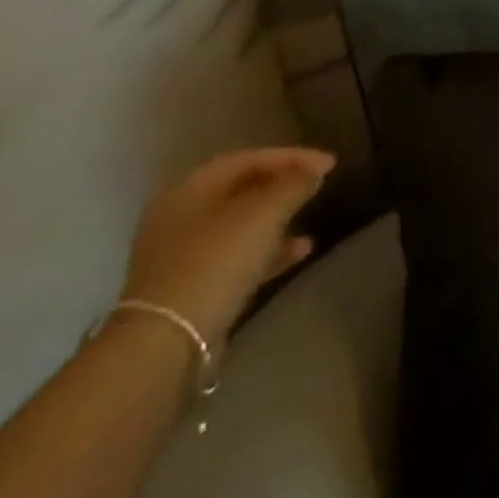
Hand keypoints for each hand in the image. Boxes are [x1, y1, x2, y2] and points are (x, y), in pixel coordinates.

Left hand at [120, 147, 334, 349]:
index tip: (330, 163)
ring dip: (278, 218)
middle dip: (283, 185)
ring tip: (312, 216)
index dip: (292, 156)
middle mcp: (180, 216)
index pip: (247, 159)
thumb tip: (314, 169)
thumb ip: (293, 184)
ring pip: (240, 224)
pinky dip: (268, 250)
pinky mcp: (190, 287)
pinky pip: (236, 256)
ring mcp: (181, 255)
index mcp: (190, 189)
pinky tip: (300, 252)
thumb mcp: (264, 213)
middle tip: (318, 184)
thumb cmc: (216, 260)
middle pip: (241, 189)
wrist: (168, 340)